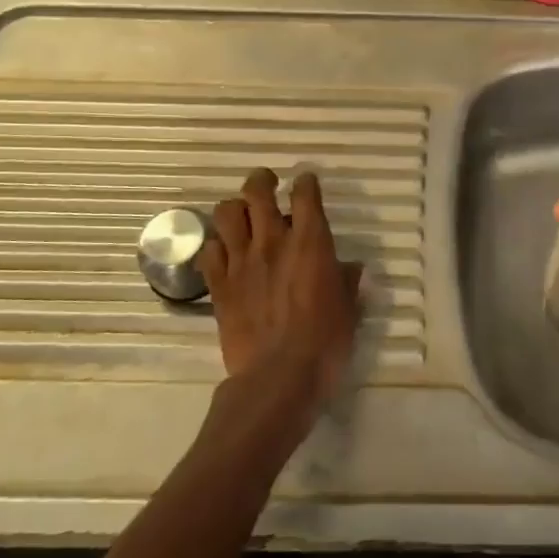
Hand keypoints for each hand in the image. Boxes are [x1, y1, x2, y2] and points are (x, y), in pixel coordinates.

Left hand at [201, 168, 363, 418]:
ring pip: (226, 213)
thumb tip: (350, 269)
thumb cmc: (325, 341)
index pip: (305, 193)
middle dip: (262, 180)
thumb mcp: (349, 309)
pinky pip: (208, 250)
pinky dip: (215, 246)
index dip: (305, 182)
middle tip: (267, 184)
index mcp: (311, 242)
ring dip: (235, 209)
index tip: (306, 182)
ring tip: (242, 218)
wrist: (279, 376)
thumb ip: (348, 282)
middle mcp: (273, 241)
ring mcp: (241, 260)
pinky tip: (224, 255)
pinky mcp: (219, 284)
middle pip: (257, 191)